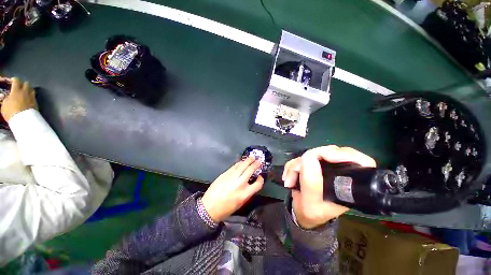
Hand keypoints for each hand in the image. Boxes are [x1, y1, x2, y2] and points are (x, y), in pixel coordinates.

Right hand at [0, 77, 36, 121]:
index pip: (16, 80)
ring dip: (28, 90)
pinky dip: (31, 96)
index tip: (12, 81)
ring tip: (24, 93)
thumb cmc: (11, 112)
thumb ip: (5, 99)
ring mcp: (32, 97)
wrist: (24, 119)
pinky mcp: (36, 102)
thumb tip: (6, 96)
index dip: (14, 80)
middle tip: (19, 88)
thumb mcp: (4, 105)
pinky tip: (28, 99)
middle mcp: (25, 91)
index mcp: (16, 90)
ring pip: (32, 89)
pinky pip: (34, 96)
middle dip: (22, 84)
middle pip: (26, 83)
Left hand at [201, 157, 263, 222]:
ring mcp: (232, 177)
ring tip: (252, 158)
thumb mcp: (241, 203)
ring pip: (242, 165)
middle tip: (259, 161)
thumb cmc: (226, 208)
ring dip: (248, 160)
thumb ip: (248, 193)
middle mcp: (240, 183)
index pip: (257, 184)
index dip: (261, 180)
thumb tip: (251, 183)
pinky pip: (234, 166)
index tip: (260, 177)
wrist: (209, 207)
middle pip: (250, 170)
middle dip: (255, 164)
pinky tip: (242, 162)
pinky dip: (239, 163)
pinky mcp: (225, 174)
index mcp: (245, 194)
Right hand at [283, 145, 375, 228]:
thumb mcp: (310, 204)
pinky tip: (288, 176)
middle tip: (294, 173)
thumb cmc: (311, 212)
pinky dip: (292, 165)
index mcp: (348, 184)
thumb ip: (311, 184)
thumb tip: (309, 158)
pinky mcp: (314, 163)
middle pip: (329, 152)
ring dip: (296, 165)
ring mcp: (327, 166)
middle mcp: (340, 172)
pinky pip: (302, 157)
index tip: (325, 156)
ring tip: (289, 180)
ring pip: (312, 154)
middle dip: (306, 161)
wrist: (303, 213)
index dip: (345, 154)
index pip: (360, 162)